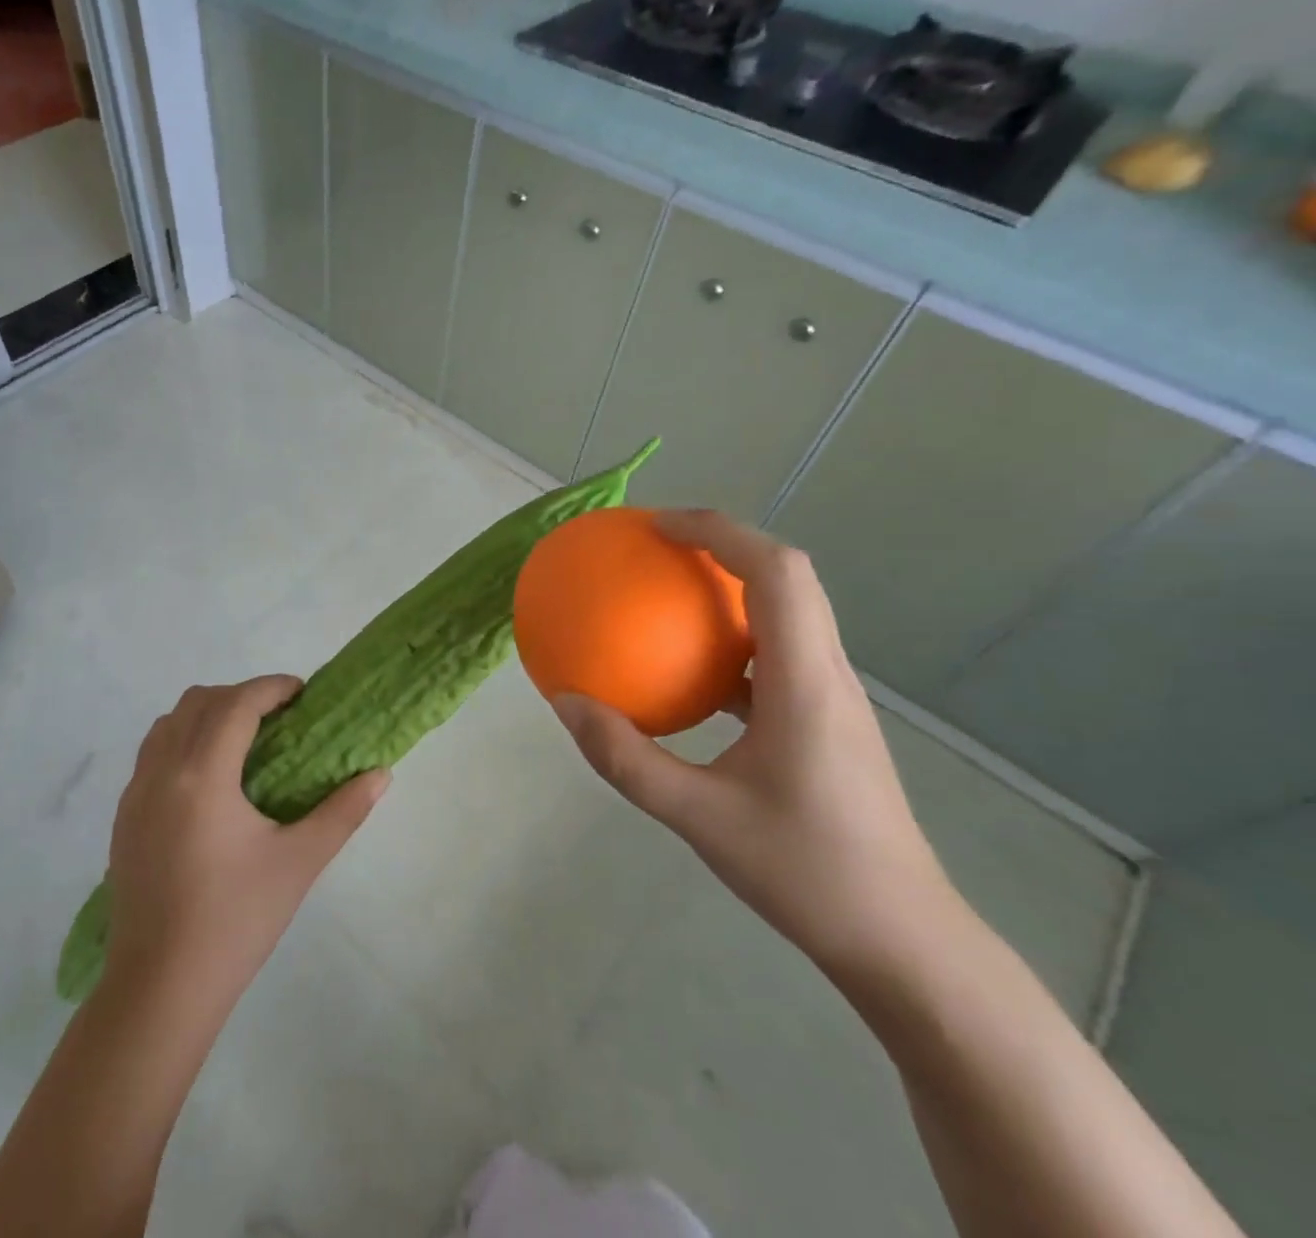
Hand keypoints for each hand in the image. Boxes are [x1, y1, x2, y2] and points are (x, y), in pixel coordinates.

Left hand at [104, 677, 388, 1009]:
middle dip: (240, 696)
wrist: (159, 990)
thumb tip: (381, 774)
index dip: (271, 687)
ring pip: (168, 723)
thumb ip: (344, 811)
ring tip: (244, 743)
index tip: (302, 693)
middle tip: (278, 719)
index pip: (236, 704)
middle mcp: (161, 772)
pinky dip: (183, 741)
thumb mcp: (299, 863)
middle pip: (198, 701)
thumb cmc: (235, 922)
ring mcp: (134, 794)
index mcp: (202, 776)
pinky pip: (152, 754)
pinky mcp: (123, 818)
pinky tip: (210, 782)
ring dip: (207, 715)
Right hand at [551, 510, 959, 981]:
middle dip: (723, 543)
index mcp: (805, 681)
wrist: (903, 942)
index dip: (718, 531)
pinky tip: (689, 672)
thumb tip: (565, 703)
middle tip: (657, 546)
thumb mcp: (697, 817)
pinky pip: (776, 653)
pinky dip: (731, 639)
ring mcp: (832, 697)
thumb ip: (625, 759)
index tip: (657, 526)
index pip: (775, 572)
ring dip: (731, 586)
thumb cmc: (806, 872)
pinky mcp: (827, 720)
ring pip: (787, 611)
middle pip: (788, 576)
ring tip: (667, 594)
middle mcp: (827, 673)